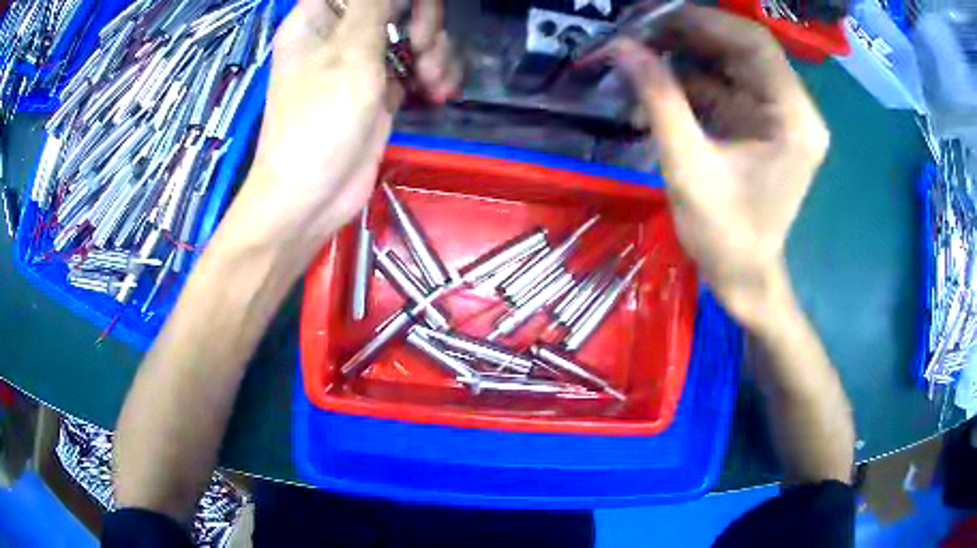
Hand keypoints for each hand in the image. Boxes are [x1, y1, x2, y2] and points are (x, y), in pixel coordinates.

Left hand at [232, 0, 461, 258]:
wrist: (311, 198)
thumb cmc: (318, 123)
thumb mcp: (349, 54)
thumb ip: (374, 6)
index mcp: (321, 17)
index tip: (416, 15)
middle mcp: (342, 32)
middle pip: (399, 3)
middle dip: (424, 21)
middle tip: (424, 46)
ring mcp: (363, 61)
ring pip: (415, 33)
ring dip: (436, 52)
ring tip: (432, 81)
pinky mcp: (382, 88)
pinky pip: (418, 65)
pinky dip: (434, 75)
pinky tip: (437, 93)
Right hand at [611, 6, 828, 324]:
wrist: (743, 276)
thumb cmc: (725, 235)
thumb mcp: (688, 166)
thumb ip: (659, 100)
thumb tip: (621, 47)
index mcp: (794, 119)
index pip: (754, 44)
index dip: (703, 22)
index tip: (653, 19)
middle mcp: (794, 110)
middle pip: (743, 49)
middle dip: (690, 36)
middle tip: (640, 35)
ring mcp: (778, 116)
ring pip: (731, 64)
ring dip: (687, 57)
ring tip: (641, 57)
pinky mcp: (761, 125)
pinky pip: (725, 86)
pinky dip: (691, 81)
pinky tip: (658, 86)